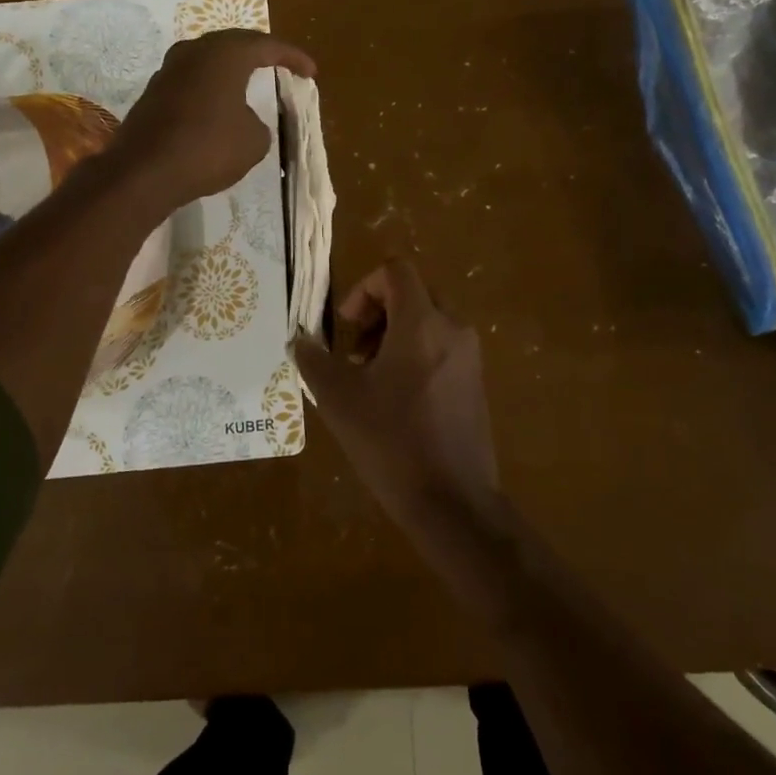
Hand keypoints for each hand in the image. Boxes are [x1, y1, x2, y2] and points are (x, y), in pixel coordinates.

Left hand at [109, 30, 315, 215]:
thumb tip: (245, 119)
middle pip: (234, 44)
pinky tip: (218, 103)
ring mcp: (169, 70)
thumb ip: (259, 123)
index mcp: (225, 54)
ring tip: (250, 79)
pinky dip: (211, 87)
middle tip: (280, 64)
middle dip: (260, 53)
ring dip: (231, 69)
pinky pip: (192, 80)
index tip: (311, 71)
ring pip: (208, 60)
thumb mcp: (254, 140)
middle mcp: (194, 51)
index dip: (293, 57)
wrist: (145, 172)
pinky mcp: (153, 93)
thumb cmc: (208, 148)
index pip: (267, 46)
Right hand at [294, 258, 498, 537]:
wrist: (454, 503)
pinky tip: (395, 400)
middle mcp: (453, 330)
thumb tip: (300, 340)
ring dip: (394, 334)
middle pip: (413, 293)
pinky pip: (442, 348)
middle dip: (378, 312)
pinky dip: (415, 355)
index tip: (346, 325)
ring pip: (428, 321)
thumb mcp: (338, 399)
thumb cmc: (391, 442)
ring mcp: (469, 358)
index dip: (363, 288)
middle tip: (355, 350)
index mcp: (422, 323)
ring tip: (370, 377)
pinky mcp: (476, 384)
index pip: (395, 271)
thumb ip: (313, 360)